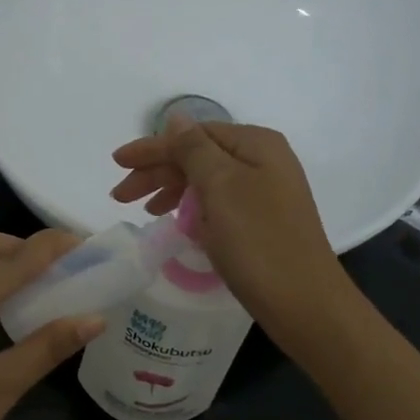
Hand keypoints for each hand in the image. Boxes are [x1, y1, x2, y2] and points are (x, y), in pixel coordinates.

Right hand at [111, 121, 353, 350]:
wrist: (304, 301)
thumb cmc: (257, 240)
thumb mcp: (221, 186)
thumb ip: (194, 149)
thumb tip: (176, 118)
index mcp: (255, 144)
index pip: (192, 135)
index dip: (152, 148)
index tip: (116, 163)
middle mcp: (264, 160)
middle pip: (198, 156)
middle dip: (158, 171)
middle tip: (120, 195)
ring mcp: (265, 192)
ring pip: (206, 180)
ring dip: (172, 189)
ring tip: (145, 210)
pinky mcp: (262, 221)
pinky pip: (218, 203)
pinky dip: (193, 208)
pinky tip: (177, 221)